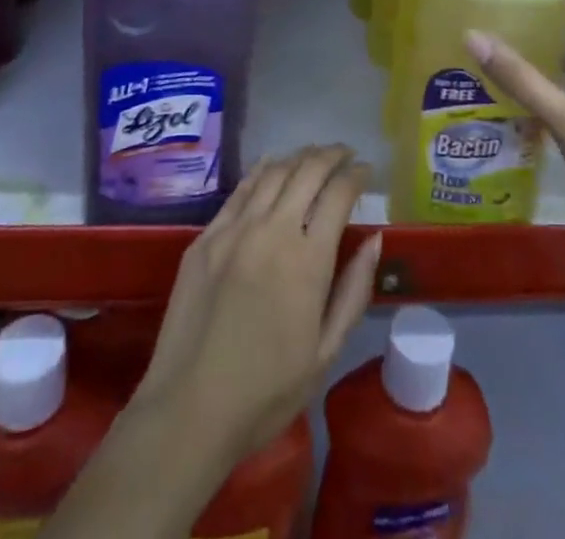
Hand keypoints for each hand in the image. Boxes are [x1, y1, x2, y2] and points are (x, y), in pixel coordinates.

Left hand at [132, 146, 380, 467]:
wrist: (189, 409)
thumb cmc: (267, 391)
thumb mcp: (325, 352)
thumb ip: (353, 290)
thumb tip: (374, 240)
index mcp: (307, 260)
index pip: (339, 194)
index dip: (357, 175)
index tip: (366, 171)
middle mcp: (272, 230)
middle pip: (307, 171)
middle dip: (331, 155)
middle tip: (345, 154)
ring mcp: (234, 229)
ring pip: (273, 172)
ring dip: (299, 157)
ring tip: (313, 156)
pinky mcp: (205, 237)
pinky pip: (240, 190)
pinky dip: (262, 170)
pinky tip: (272, 166)